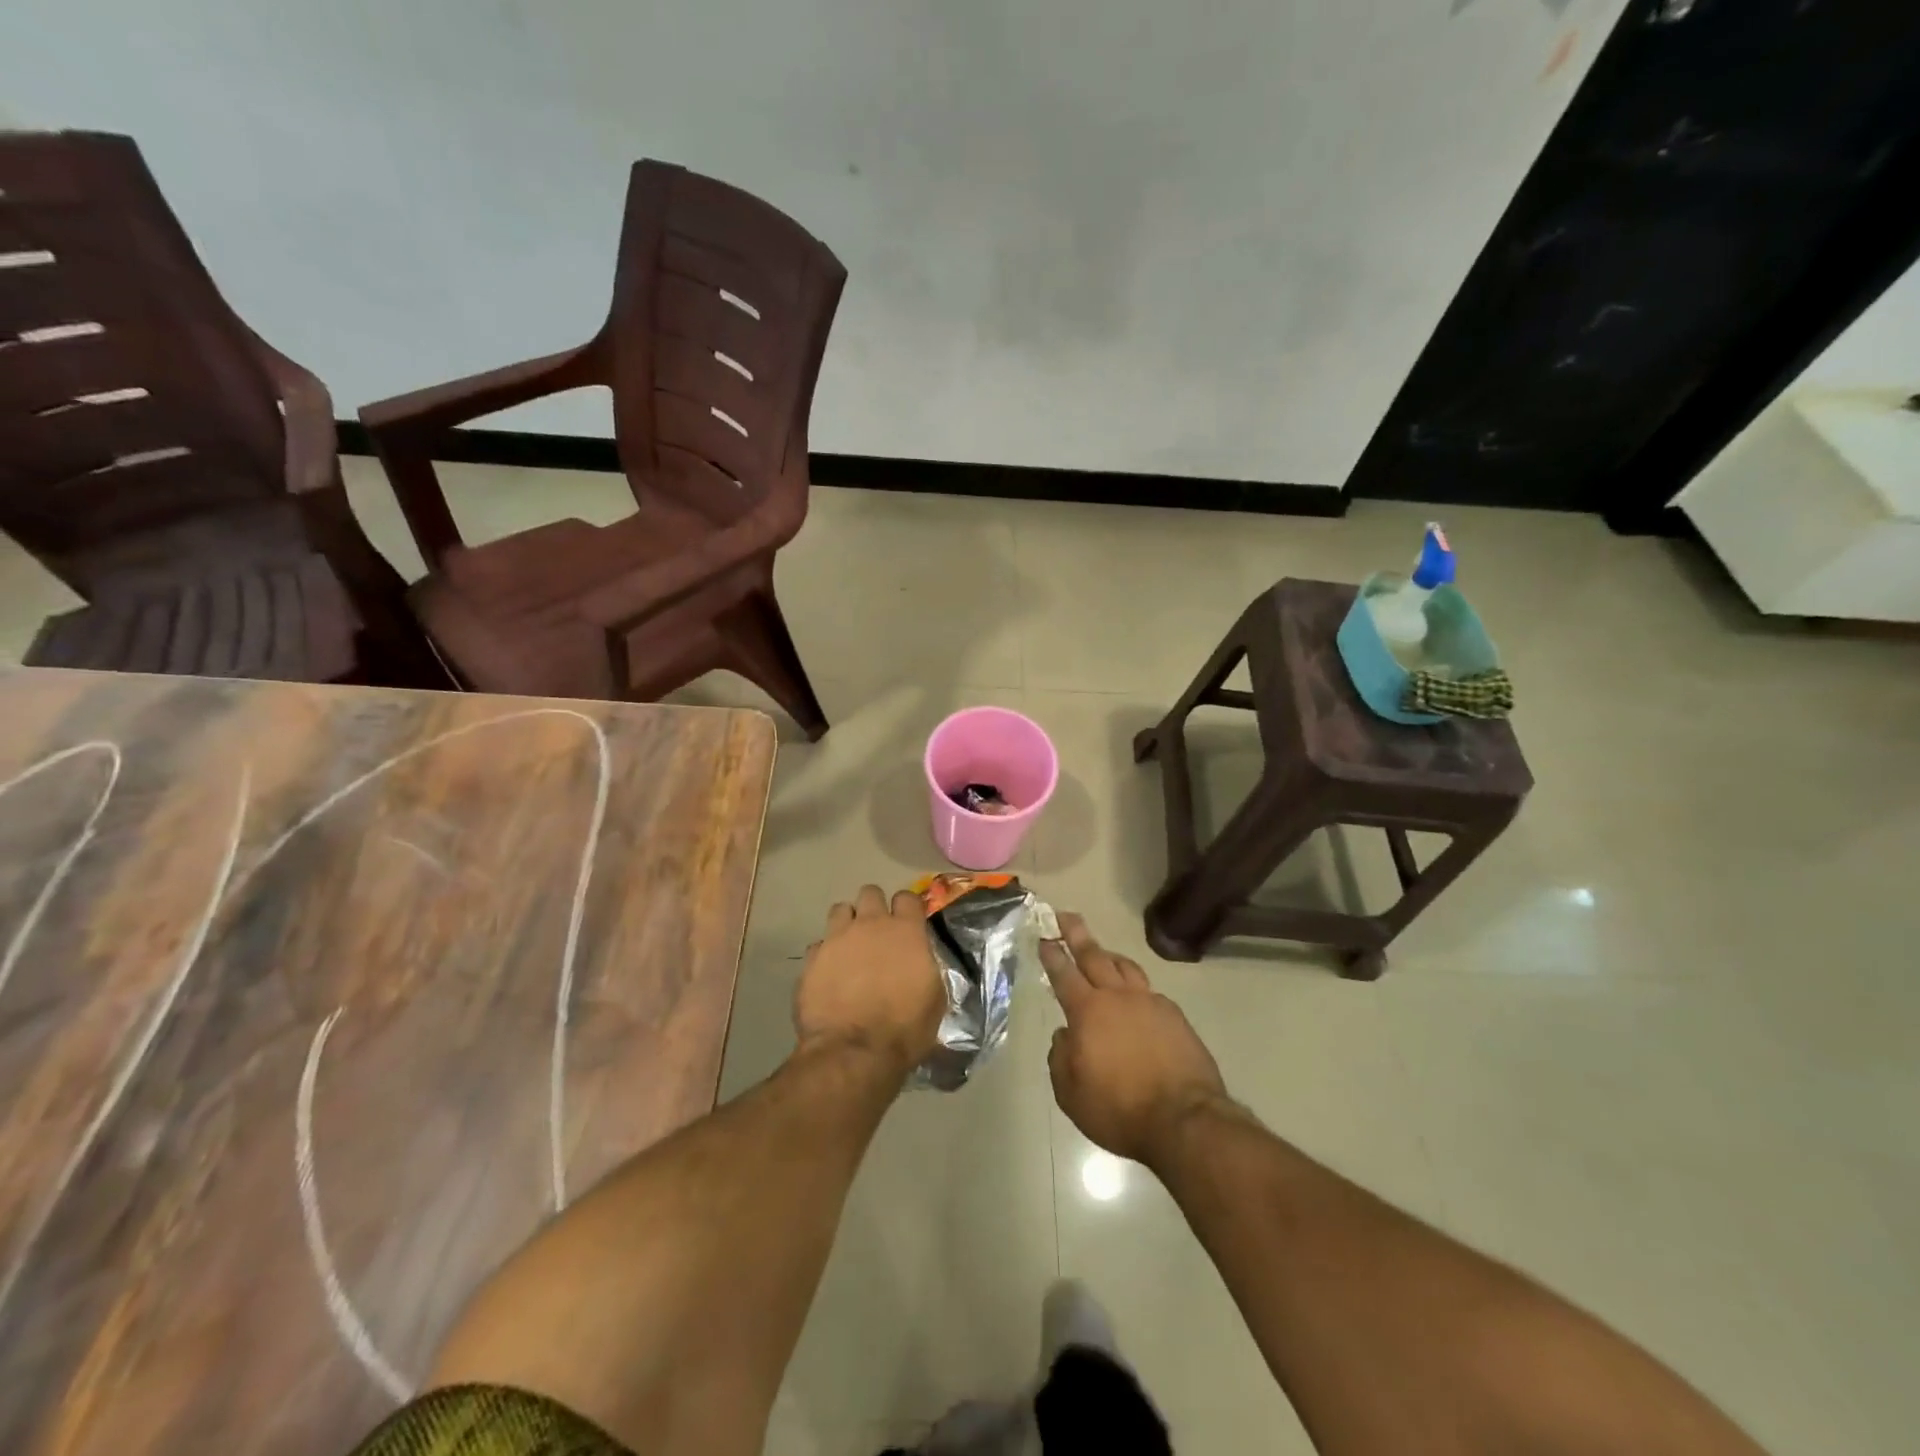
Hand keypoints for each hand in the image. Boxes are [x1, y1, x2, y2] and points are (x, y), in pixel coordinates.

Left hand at [794, 885, 944, 1076]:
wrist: (854, 1052)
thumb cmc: (904, 1028)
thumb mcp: (934, 998)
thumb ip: (926, 968)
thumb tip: (919, 962)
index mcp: (905, 931)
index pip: (907, 897)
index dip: (907, 908)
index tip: (908, 923)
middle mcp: (870, 925)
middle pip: (870, 893)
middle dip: (874, 907)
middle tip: (877, 932)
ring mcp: (837, 938)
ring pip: (840, 909)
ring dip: (847, 923)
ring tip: (850, 946)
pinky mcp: (812, 959)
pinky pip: (819, 944)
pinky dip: (825, 954)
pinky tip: (829, 973)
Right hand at [1043, 914, 1228, 1168]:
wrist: (1184, 1120)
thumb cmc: (1119, 1109)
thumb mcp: (1071, 1093)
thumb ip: (1061, 1058)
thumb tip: (1065, 1036)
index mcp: (1088, 1011)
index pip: (1064, 974)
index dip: (1052, 954)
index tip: (1044, 936)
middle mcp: (1118, 997)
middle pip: (1094, 956)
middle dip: (1077, 934)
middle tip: (1067, 915)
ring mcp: (1151, 1003)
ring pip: (1126, 968)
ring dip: (1110, 956)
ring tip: (1103, 951)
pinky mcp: (1175, 1017)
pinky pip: (1150, 992)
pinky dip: (1137, 987)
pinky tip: (1137, 999)